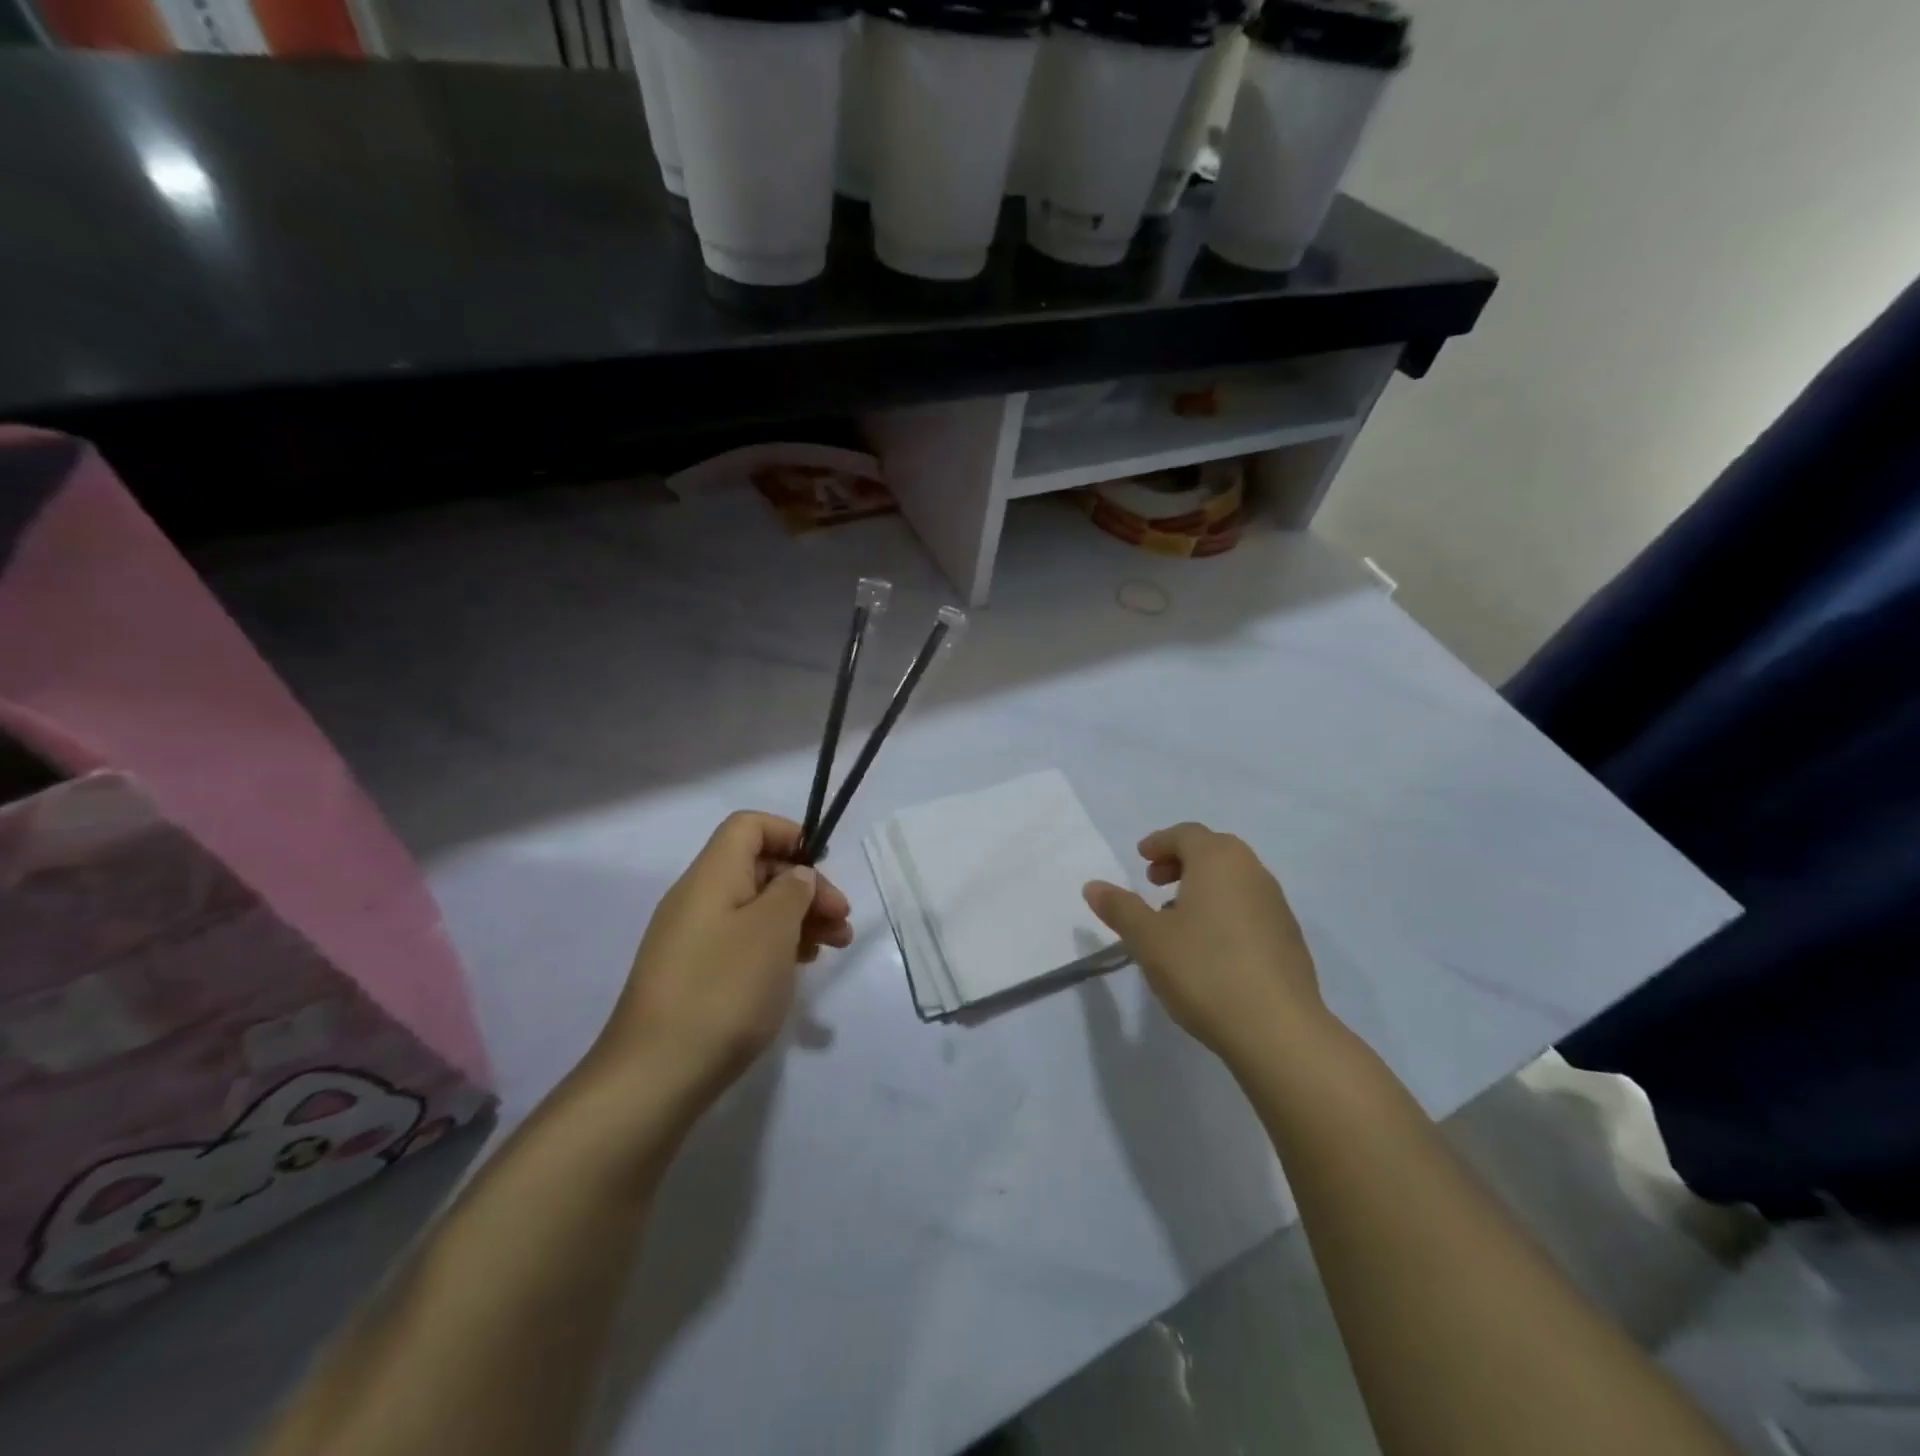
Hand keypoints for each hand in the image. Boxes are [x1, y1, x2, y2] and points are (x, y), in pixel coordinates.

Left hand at [595, 812, 852, 1104]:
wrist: (655, 1075)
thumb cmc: (724, 989)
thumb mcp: (772, 930)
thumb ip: (793, 890)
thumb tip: (797, 876)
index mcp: (712, 875)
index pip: (749, 826)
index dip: (789, 834)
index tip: (823, 869)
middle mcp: (697, 898)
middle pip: (757, 868)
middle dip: (805, 887)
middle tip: (841, 921)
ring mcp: (692, 939)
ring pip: (754, 908)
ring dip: (797, 919)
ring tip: (831, 948)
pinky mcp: (693, 974)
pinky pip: (741, 941)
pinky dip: (775, 946)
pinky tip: (797, 970)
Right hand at [1083, 822, 1324, 1067]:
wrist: (1278, 1030)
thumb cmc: (1204, 970)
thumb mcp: (1147, 939)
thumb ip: (1120, 907)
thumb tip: (1093, 886)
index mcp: (1219, 860)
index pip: (1186, 834)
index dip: (1160, 842)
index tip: (1141, 858)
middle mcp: (1253, 872)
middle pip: (1214, 851)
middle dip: (1181, 862)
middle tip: (1154, 883)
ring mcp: (1277, 905)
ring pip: (1234, 881)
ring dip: (1203, 888)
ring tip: (1177, 919)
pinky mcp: (1290, 939)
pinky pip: (1250, 908)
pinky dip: (1225, 912)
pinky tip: (1210, 948)